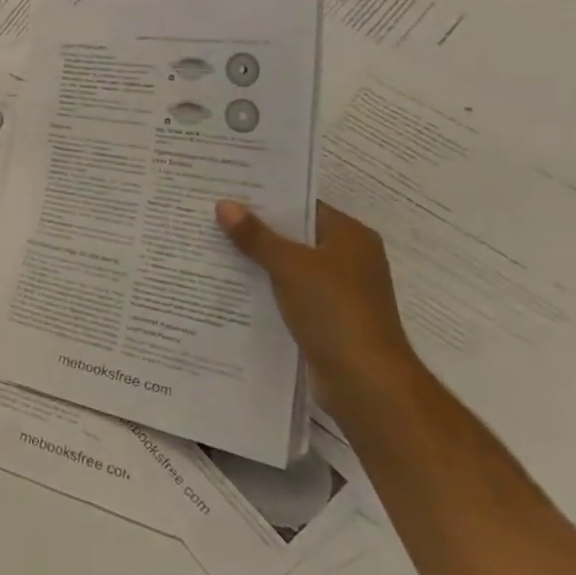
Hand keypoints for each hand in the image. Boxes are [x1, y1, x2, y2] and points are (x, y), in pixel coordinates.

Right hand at [215, 200, 420, 400]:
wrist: (366, 383)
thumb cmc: (334, 311)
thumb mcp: (290, 266)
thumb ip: (256, 236)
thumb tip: (224, 204)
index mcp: (350, 237)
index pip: (303, 205)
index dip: (266, 198)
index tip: (227, 191)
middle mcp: (348, 259)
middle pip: (294, 235)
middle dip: (255, 229)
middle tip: (210, 216)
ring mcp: (339, 292)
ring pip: (288, 266)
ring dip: (257, 260)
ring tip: (211, 246)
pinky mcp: (326, 319)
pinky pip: (288, 293)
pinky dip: (264, 288)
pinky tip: (230, 285)